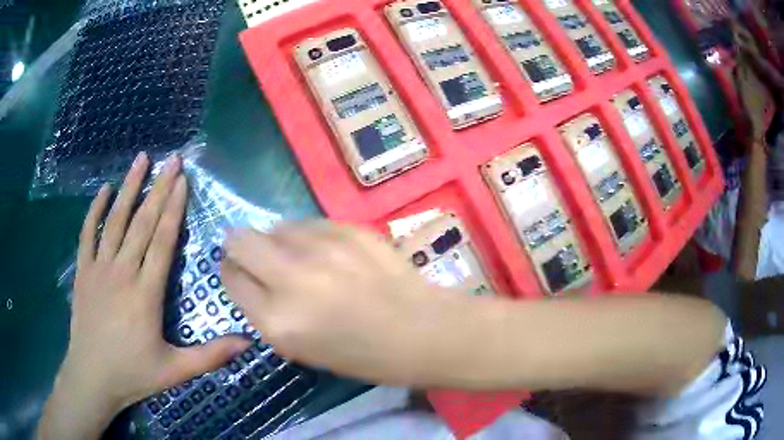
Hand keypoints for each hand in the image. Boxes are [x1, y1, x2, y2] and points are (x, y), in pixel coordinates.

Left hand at [40, 153, 246, 439]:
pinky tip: (104, 189)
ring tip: (141, 160)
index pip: (162, 242)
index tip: (183, 181)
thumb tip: (248, 342)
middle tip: (171, 160)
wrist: (92, 377)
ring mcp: (99, 269)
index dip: (173, 209)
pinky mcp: (83, 271)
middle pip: (142, 223)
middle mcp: (122, 273)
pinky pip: (87, 234)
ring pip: (115, 221)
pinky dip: (95, 210)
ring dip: (129, 188)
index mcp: (145, 294)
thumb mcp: (175, 371)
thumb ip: (210, 355)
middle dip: (158, 188)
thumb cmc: (133, 374)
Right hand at [221, 223, 486, 386]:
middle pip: (239, 240)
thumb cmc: (364, 355)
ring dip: (278, 241)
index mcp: (277, 321)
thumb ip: (268, 313)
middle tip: (259, 258)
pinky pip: (308, 222)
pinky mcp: (346, 228)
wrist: (422, 330)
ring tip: (301, 258)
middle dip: (241, 247)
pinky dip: (308, 236)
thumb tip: (251, 278)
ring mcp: (320, 248)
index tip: (240, 273)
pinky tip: (329, 252)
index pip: (230, 278)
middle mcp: (290, 279)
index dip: (232, 273)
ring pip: (275, 226)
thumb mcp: (303, 350)